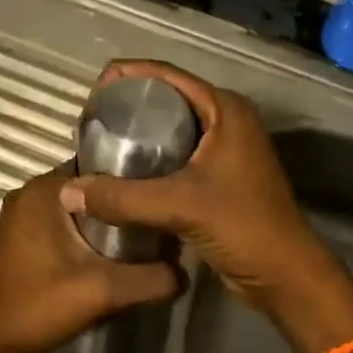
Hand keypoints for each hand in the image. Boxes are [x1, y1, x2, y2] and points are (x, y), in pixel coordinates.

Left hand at [0, 165, 181, 352]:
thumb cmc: (42, 304)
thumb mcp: (104, 291)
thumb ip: (149, 278)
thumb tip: (184, 272)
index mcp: (44, 190)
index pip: (99, 168)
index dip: (132, 179)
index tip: (161, 193)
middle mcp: (30, 191)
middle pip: (88, 185)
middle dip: (120, 200)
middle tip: (157, 217)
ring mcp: (23, 212)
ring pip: (76, 204)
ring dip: (104, 217)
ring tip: (142, 232)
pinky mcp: (22, 233)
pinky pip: (62, 218)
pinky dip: (85, 228)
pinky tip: (112, 248)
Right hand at [58, 60, 347, 318]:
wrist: (285, 276)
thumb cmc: (242, 227)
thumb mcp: (179, 206)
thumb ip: (121, 197)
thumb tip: (67, 191)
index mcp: (225, 109)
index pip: (168, 75)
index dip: (129, 75)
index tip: (93, 91)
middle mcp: (226, 119)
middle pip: (169, 97)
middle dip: (130, 104)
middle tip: (93, 119)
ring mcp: (225, 147)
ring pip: (173, 126)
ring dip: (139, 131)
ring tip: (101, 141)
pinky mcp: (220, 174)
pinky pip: (178, 151)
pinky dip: (151, 156)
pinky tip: (123, 170)